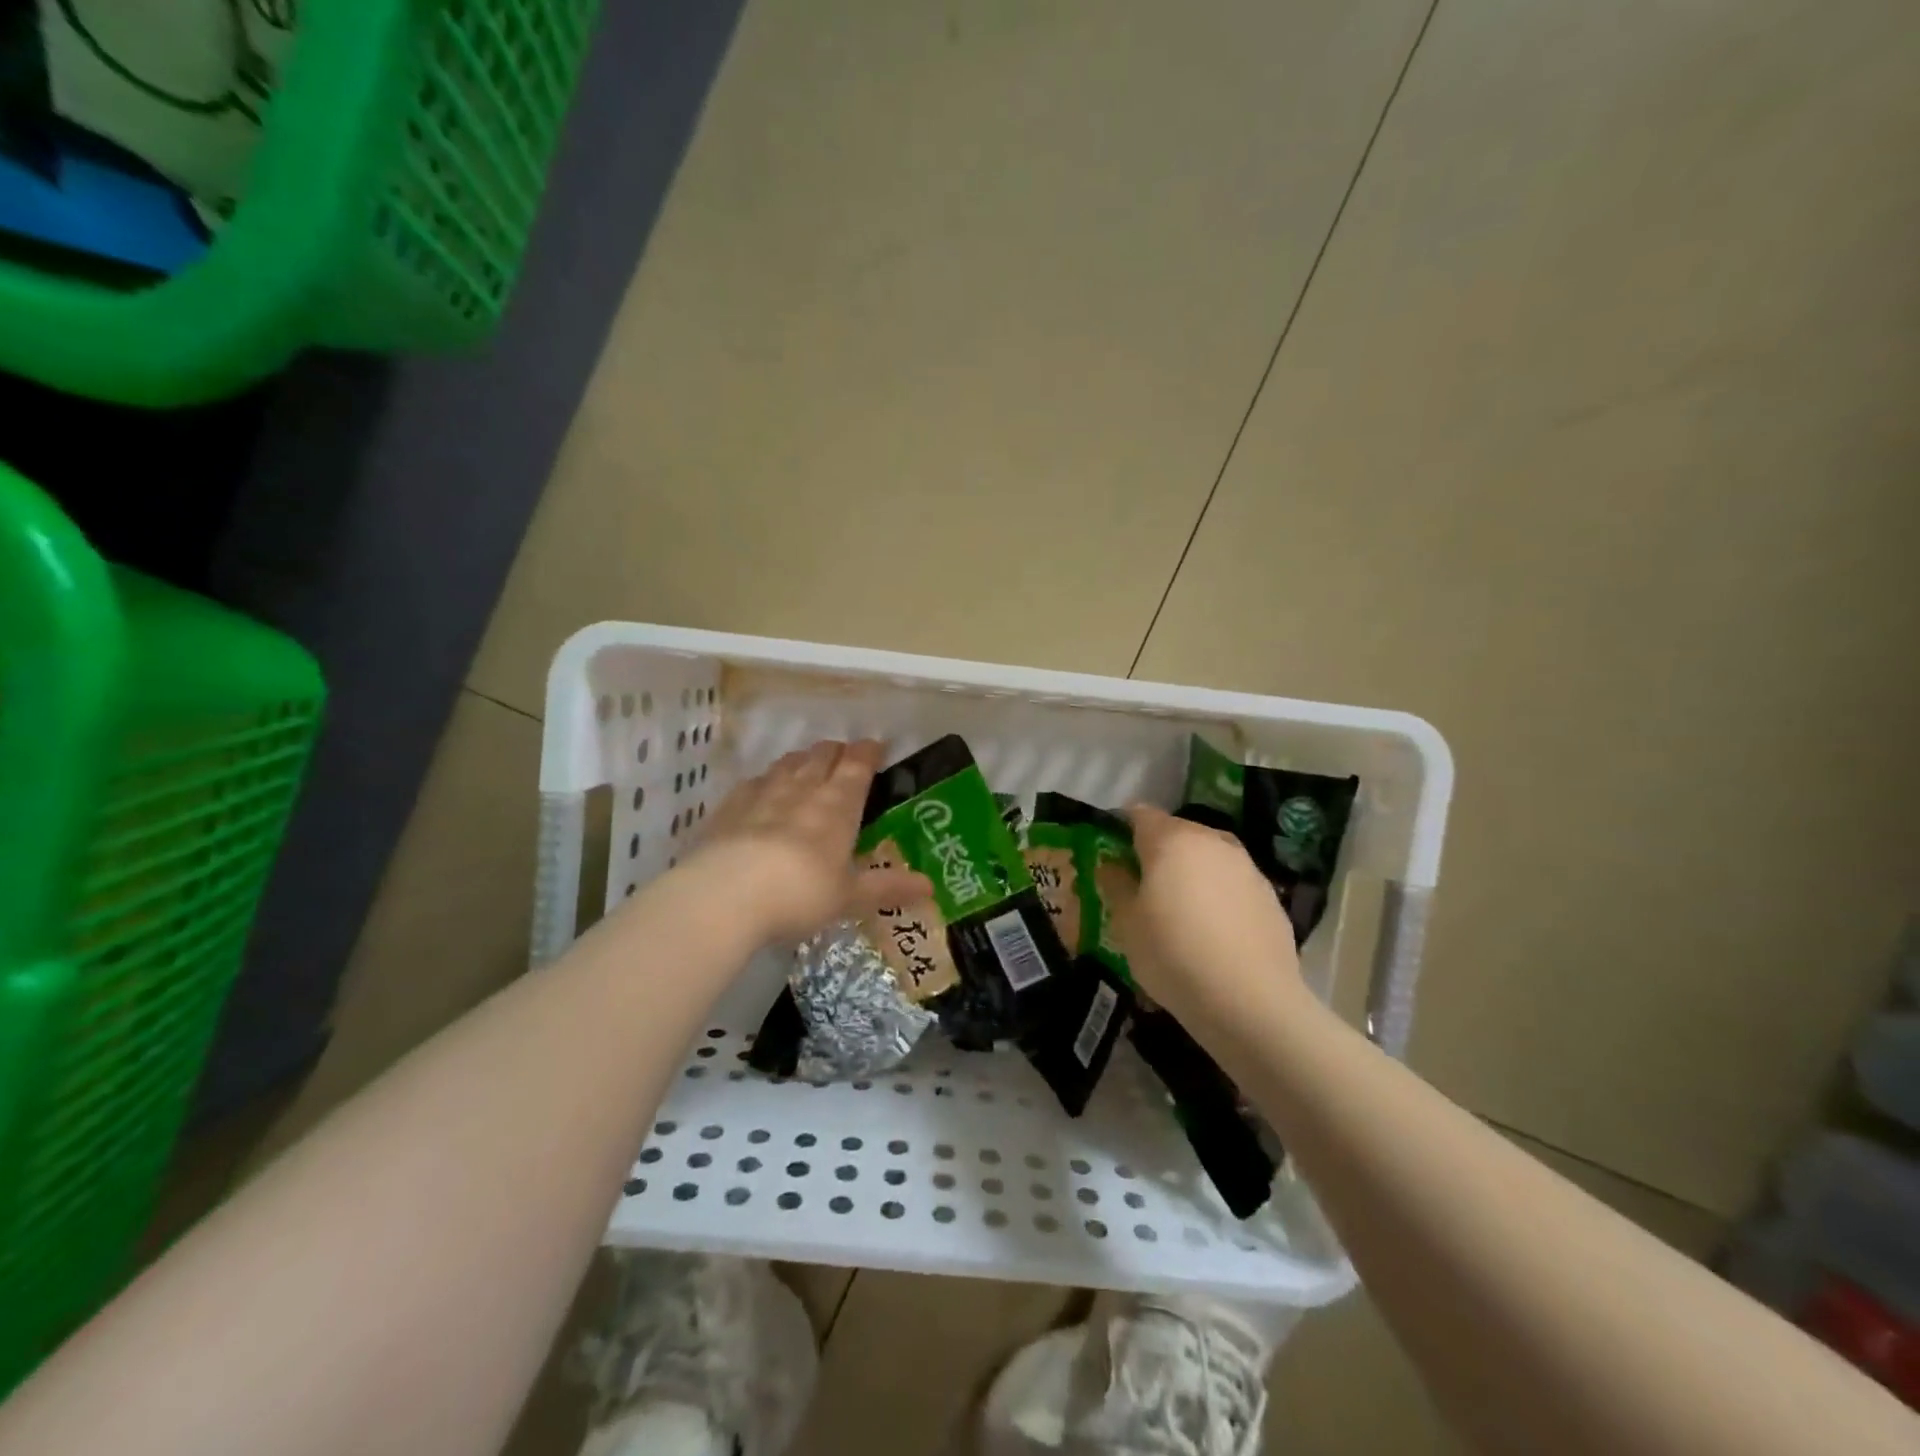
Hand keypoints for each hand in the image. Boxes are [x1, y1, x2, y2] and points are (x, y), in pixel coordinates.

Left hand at [694, 739, 930, 942]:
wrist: (725, 895)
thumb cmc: (800, 893)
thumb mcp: (849, 896)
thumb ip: (887, 887)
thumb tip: (930, 887)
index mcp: (839, 804)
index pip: (858, 764)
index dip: (869, 752)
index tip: (876, 748)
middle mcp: (803, 788)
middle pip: (822, 755)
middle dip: (836, 752)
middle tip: (844, 759)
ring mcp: (762, 793)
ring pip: (787, 763)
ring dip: (802, 761)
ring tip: (807, 767)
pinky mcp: (729, 806)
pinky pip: (753, 782)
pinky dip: (766, 781)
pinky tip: (763, 791)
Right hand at [1120, 805, 1308, 1031]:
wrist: (1250, 1001)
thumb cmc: (1173, 955)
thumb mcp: (1127, 924)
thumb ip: (1116, 885)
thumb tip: (1112, 865)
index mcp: (1171, 840)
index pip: (1139, 814)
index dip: (1122, 828)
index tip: (1112, 852)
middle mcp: (1211, 841)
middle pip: (1177, 831)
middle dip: (1157, 849)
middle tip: (1142, 883)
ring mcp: (1246, 866)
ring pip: (1209, 854)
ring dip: (1191, 869)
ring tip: (1180, 906)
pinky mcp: (1269, 894)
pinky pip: (1233, 881)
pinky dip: (1219, 892)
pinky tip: (1213, 927)